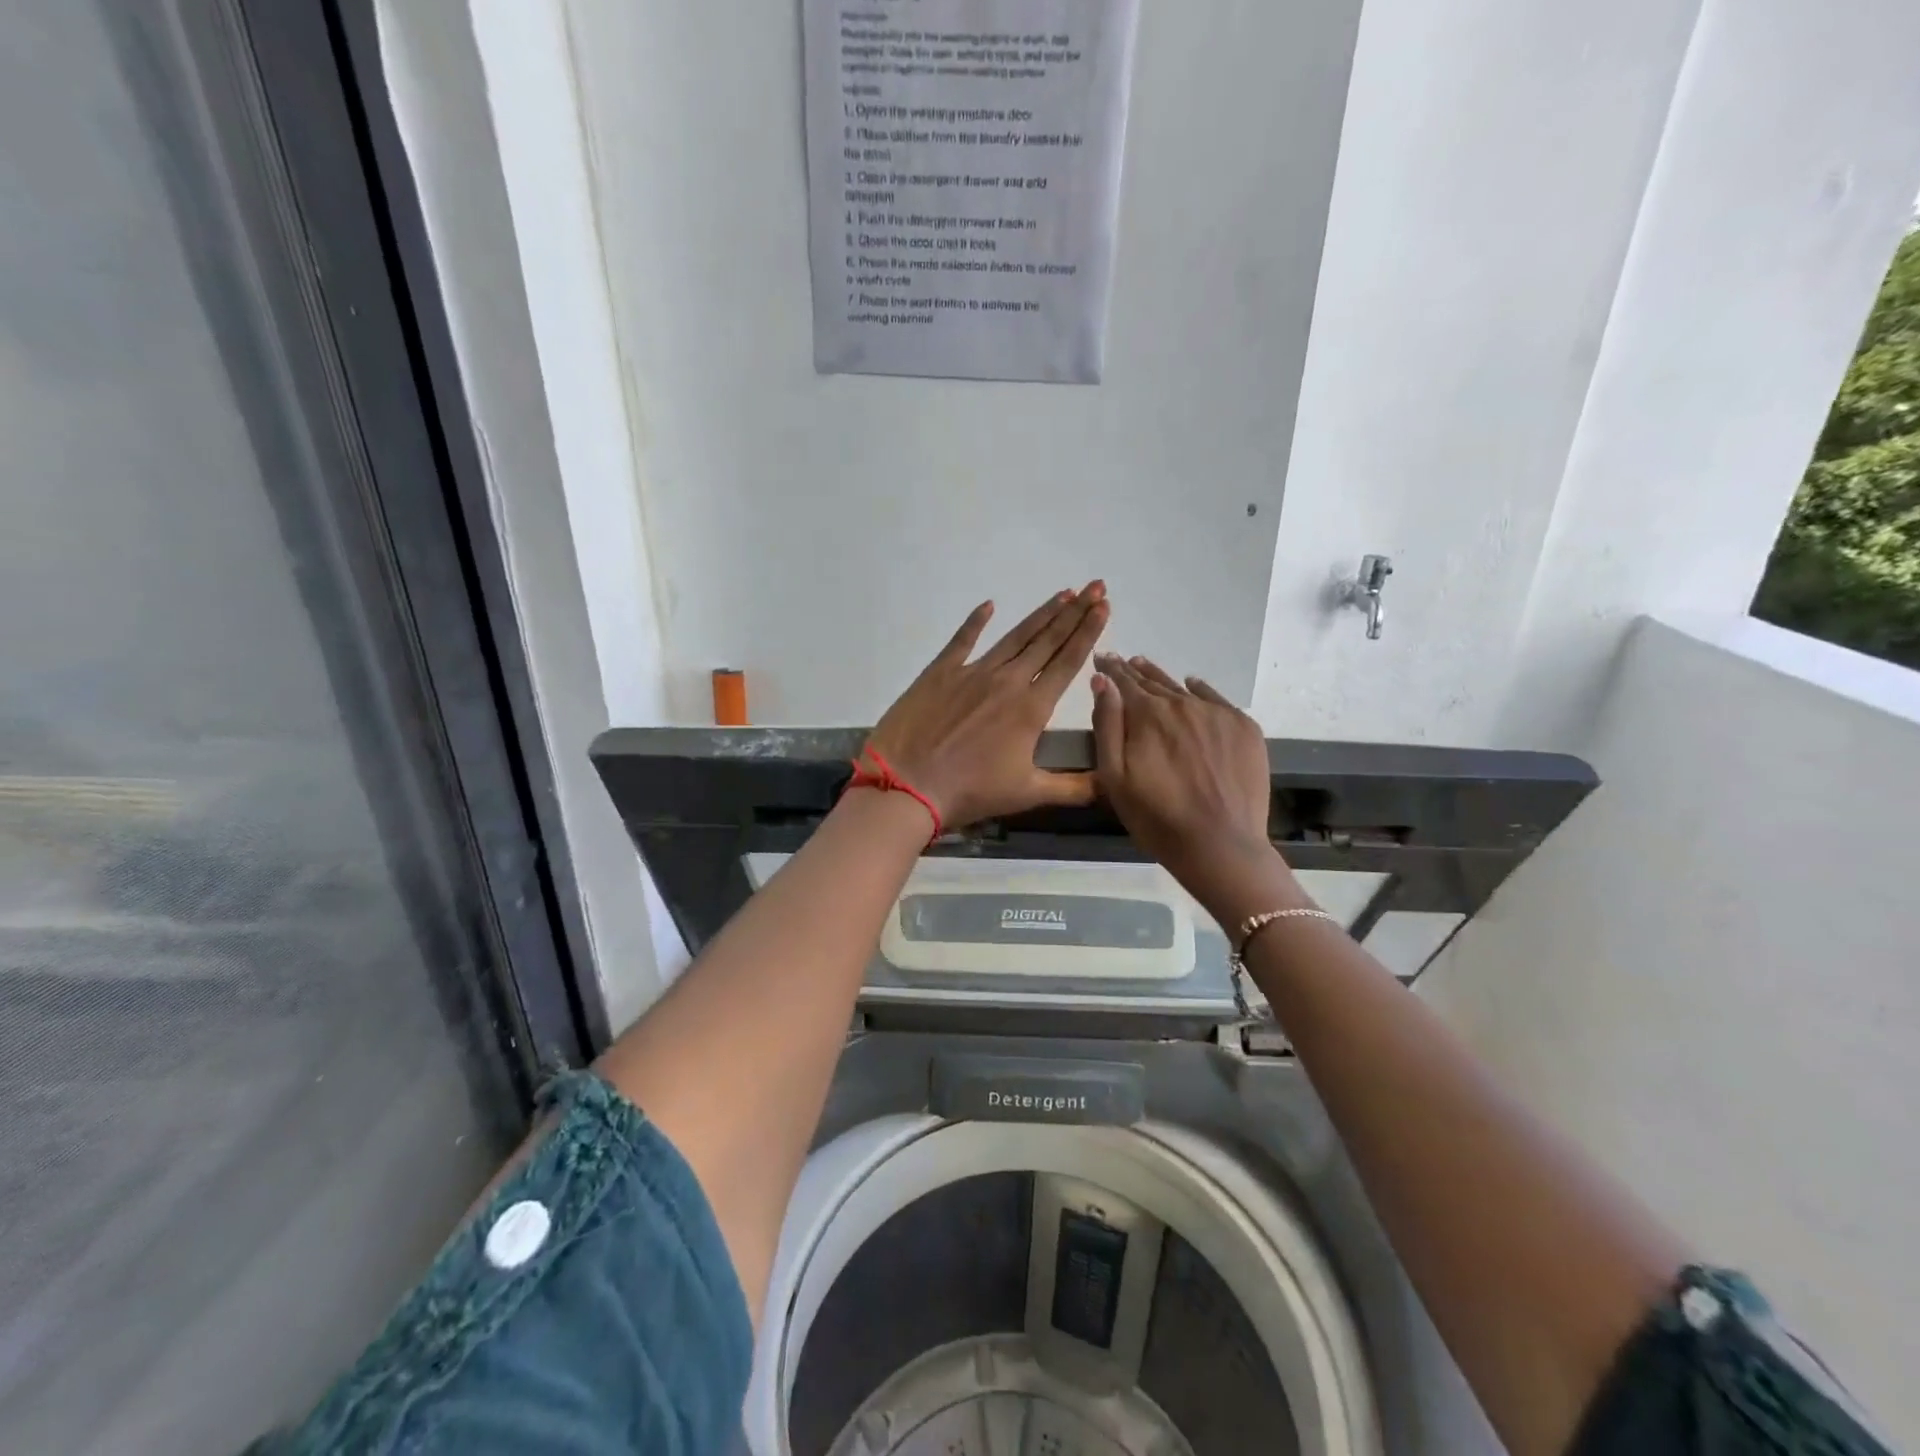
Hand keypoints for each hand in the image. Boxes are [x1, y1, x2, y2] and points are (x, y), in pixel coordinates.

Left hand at [866, 582, 1109, 829]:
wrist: (907, 784)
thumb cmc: (970, 791)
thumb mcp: (1028, 794)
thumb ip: (1074, 789)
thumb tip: (1112, 784)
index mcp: (1032, 708)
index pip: (1068, 661)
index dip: (1089, 632)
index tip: (1104, 606)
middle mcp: (1007, 681)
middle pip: (1047, 640)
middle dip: (1075, 612)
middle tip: (1095, 586)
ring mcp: (972, 672)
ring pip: (1014, 636)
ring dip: (1041, 614)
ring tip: (1063, 593)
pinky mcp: (940, 672)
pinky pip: (963, 639)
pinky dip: (976, 621)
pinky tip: (989, 605)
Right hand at [1091, 654, 1303, 921]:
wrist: (1221, 846)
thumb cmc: (1157, 818)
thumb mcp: (1115, 777)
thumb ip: (1107, 725)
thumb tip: (1102, 682)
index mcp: (1147, 715)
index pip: (1123, 682)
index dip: (1110, 669)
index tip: (1102, 658)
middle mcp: (1183, 704)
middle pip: (1152, 682)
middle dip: (1133, 672)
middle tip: (1122, 662)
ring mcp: (1217, 714)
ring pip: (1182, 689)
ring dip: (1162, 679)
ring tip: (1146, 667)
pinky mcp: (1244, 728)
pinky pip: (1216, 699)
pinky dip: (1200, 690)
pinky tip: (1192, 686)